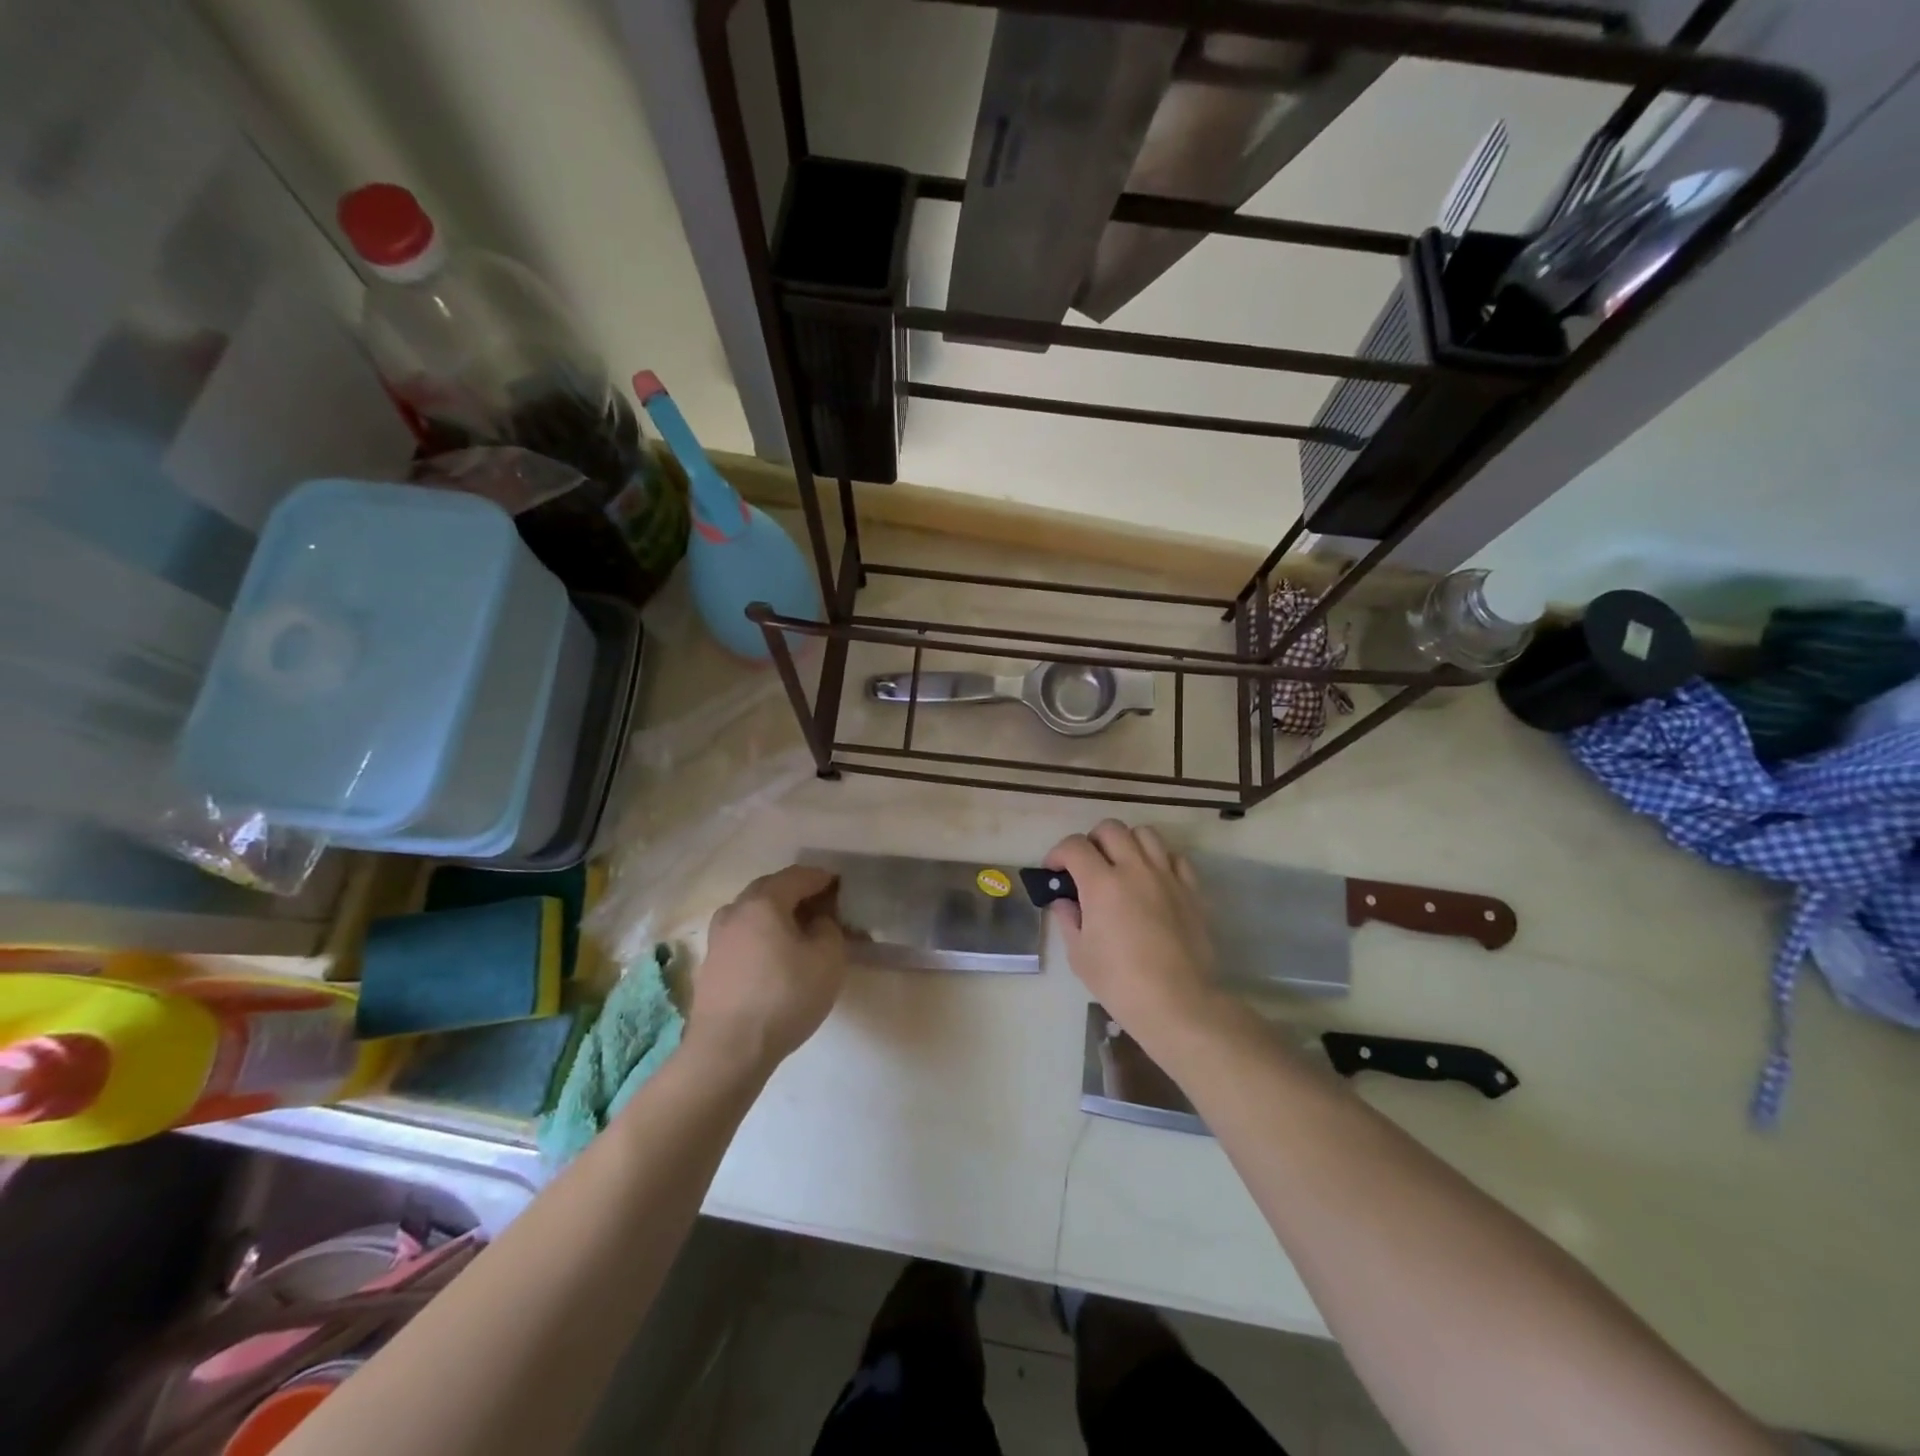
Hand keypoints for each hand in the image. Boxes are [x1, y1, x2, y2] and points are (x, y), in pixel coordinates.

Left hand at [687, 865, 848, 1075]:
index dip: (823, 878)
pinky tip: (777, 957)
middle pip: (771, 889)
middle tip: (824, 908)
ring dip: (778, 915)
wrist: (728, 1050)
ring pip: (754, 913)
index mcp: (763, 902)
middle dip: (798, 893)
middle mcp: (735, 911)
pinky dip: (763, 936)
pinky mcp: (711, 964)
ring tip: (801, 933)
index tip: (842, 887)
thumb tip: (818, 920)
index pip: (798, 875)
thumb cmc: (784, 997)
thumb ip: (829, 928)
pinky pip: (744, 936)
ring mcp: (718, 938)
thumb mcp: (828, 959)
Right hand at [1045, 821, 1225, 1051]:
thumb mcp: (1080, 954)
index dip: (1057, 853)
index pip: (1074, 846)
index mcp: (1101, 883)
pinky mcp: (1191, 890)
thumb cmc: (1120, 982)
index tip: (1053, 871)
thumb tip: (1065, 902)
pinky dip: (1159, 860)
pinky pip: (1175, 857)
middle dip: (1091, 841)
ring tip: (1121, 865)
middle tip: (1086, 865)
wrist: (1177, 1003)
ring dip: (1127, 842)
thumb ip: (1069, 919)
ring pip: (1145, 834)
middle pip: (1110, 829)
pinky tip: (1152, 880)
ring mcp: (1166, 876)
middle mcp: (1134, 869)